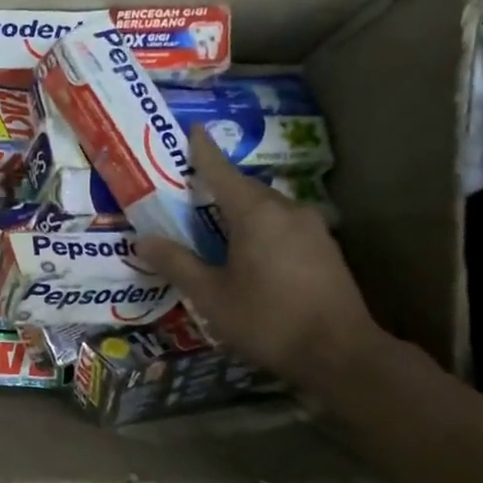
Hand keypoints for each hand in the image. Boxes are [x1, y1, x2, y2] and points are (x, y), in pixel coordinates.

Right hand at [134, 128, 390, 394]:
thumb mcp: (211, 296)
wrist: (339, 353)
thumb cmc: (267, 320)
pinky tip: (252, 251)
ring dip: (242, 209)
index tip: (193, 129)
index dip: (203, 151)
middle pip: (247, 188)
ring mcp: (312, 228)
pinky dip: (262, 227)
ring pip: (268, 207)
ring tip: (218, 224)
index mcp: (256, 214)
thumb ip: (177, 264)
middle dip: (220, 185)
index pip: (222, 172)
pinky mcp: (326, 249)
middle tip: (193, 190)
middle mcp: (287, 210)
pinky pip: (284, 225)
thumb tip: (143, 240)